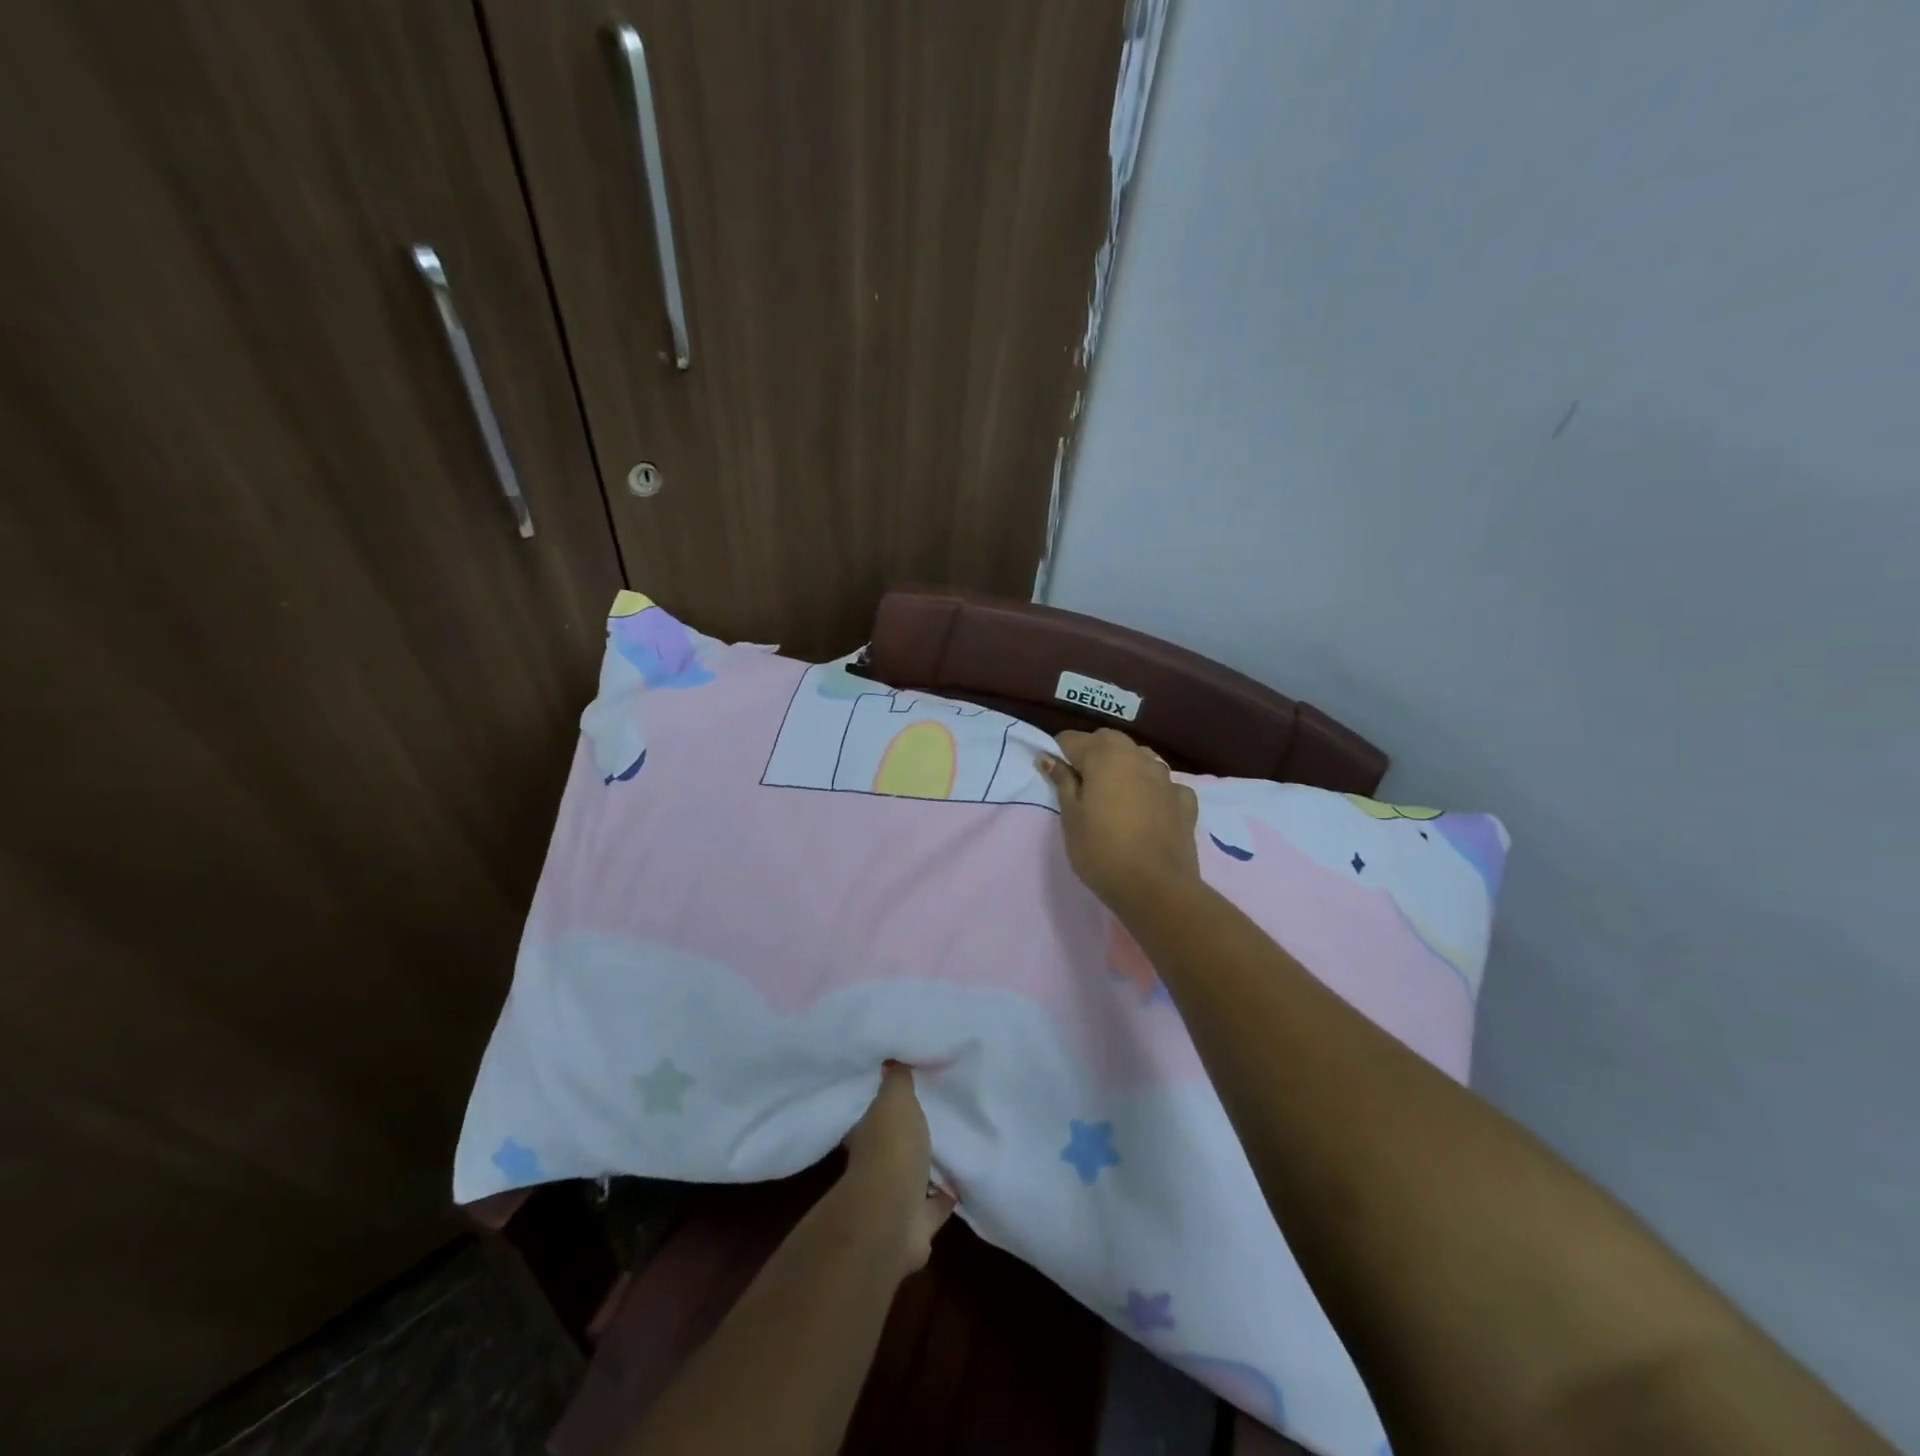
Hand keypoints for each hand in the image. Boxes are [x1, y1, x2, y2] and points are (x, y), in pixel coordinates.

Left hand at [841, 1064, 954, 1275]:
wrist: (893, 1217)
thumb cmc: (891, 1149)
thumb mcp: (895, 1099)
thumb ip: (897, 1080)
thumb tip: (892, 1059)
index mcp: (865, 1135)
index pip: (873, 1114)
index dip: (887, 1104)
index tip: (906, 1092)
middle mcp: (875, 1167)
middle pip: (893, 1146)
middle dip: (909, 1135)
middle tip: (934, 1116)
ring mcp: (894, 1198)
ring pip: (913, 1175)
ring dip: (928, 1166)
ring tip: (952, 1146)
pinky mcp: (916, 1225)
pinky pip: (934, 1205)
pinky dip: (946, 1197)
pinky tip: (962, 1183)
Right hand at [1038, 728, 1200, 911]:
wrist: (1156, 888)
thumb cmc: (1101, 851)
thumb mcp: (1071, 817)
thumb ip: (1062, 782)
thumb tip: (1049, 757)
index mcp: (1104, 755)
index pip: (1072, 739)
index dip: (1060, 754)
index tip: (1055, 777)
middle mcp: (1137, 756)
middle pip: (1109, 741)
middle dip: (1092, 752)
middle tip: (1082, 784)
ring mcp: (1166, 778)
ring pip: (1140, 758)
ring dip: (1125, 767)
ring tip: (1115, 795)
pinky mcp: (1185, 801)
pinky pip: (1165, 784)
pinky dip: (1154, 790)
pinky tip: (1149, 809)